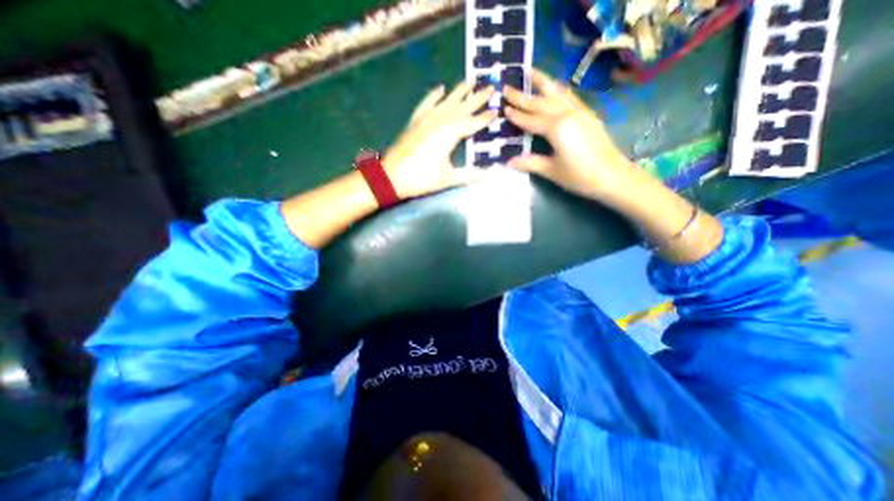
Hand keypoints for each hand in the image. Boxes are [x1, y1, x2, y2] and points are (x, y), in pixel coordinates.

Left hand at [383, 79, 499, 197]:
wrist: (391, 176)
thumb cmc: (421, 178)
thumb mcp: (448, 179)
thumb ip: (470, 175)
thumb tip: (490, 175)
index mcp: (450, 134)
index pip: (472, 123)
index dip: (485, 118)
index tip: (496, 111)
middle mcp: (439, 121)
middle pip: (462, 107)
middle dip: (477, 98)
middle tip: (490, 86)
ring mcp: (426, 119)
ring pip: (446, 101)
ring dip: (459, 91)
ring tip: (470, 80)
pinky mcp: (415, 121)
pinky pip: (426, 103)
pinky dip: (433, 96)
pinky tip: (440, 88)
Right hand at [507, 70, 720, 265]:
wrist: (613, 176)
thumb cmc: (580, 176)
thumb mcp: (552, 171)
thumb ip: (530, 163)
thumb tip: (508, 162)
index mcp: (557, 128)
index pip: (531, 119)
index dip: (517, 115)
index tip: (503, 108)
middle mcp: (567, 114)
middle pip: (541, 102)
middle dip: (523, 95)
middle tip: (507, 87)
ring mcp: (580, 112)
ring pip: (557, 93)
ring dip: (543, 82)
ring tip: (531, 71)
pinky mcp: (588, 115)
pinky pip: (569, 97)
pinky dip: (558, 90)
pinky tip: (554, 88)